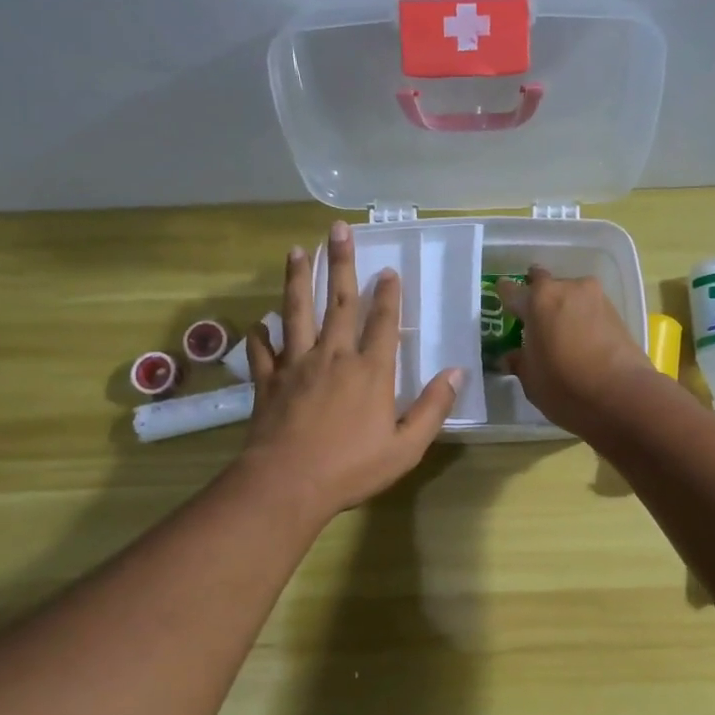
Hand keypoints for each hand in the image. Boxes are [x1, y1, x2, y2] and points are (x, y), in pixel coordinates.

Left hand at [238, 220, 459, 519]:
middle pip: (338, 302)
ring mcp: (296, 366)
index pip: (382, 322)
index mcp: (370, 371)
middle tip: (337, 230)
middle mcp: (333, 357)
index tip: (388, 270)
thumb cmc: (352, 468)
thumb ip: (433, 407)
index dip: (388, 295)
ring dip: (297, 280)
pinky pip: (263, 352)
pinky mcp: (268, 383)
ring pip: (296, 313)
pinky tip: (258, 325)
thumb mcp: (406, 446)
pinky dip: (260, 337)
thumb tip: (457, 372)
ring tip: (297, 251)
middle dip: (341, 264)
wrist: (287, 484)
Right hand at [497, 269, 658, 436]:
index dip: (506, 297)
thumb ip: (520, 362)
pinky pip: (590, 309)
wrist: (623, 397)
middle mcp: (567, 288)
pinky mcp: (618, 312)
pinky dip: (582, 319)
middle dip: (538, 297)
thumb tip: (511, 357)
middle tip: (534, 320)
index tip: (504, 305)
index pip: (513, 290)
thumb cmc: (565, 386)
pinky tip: (580, 340)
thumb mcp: (531, 379)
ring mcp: (596, 297)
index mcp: (538, 300)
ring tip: (560, 334)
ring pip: (571, 296)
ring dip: (563, 309)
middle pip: (545, 285)